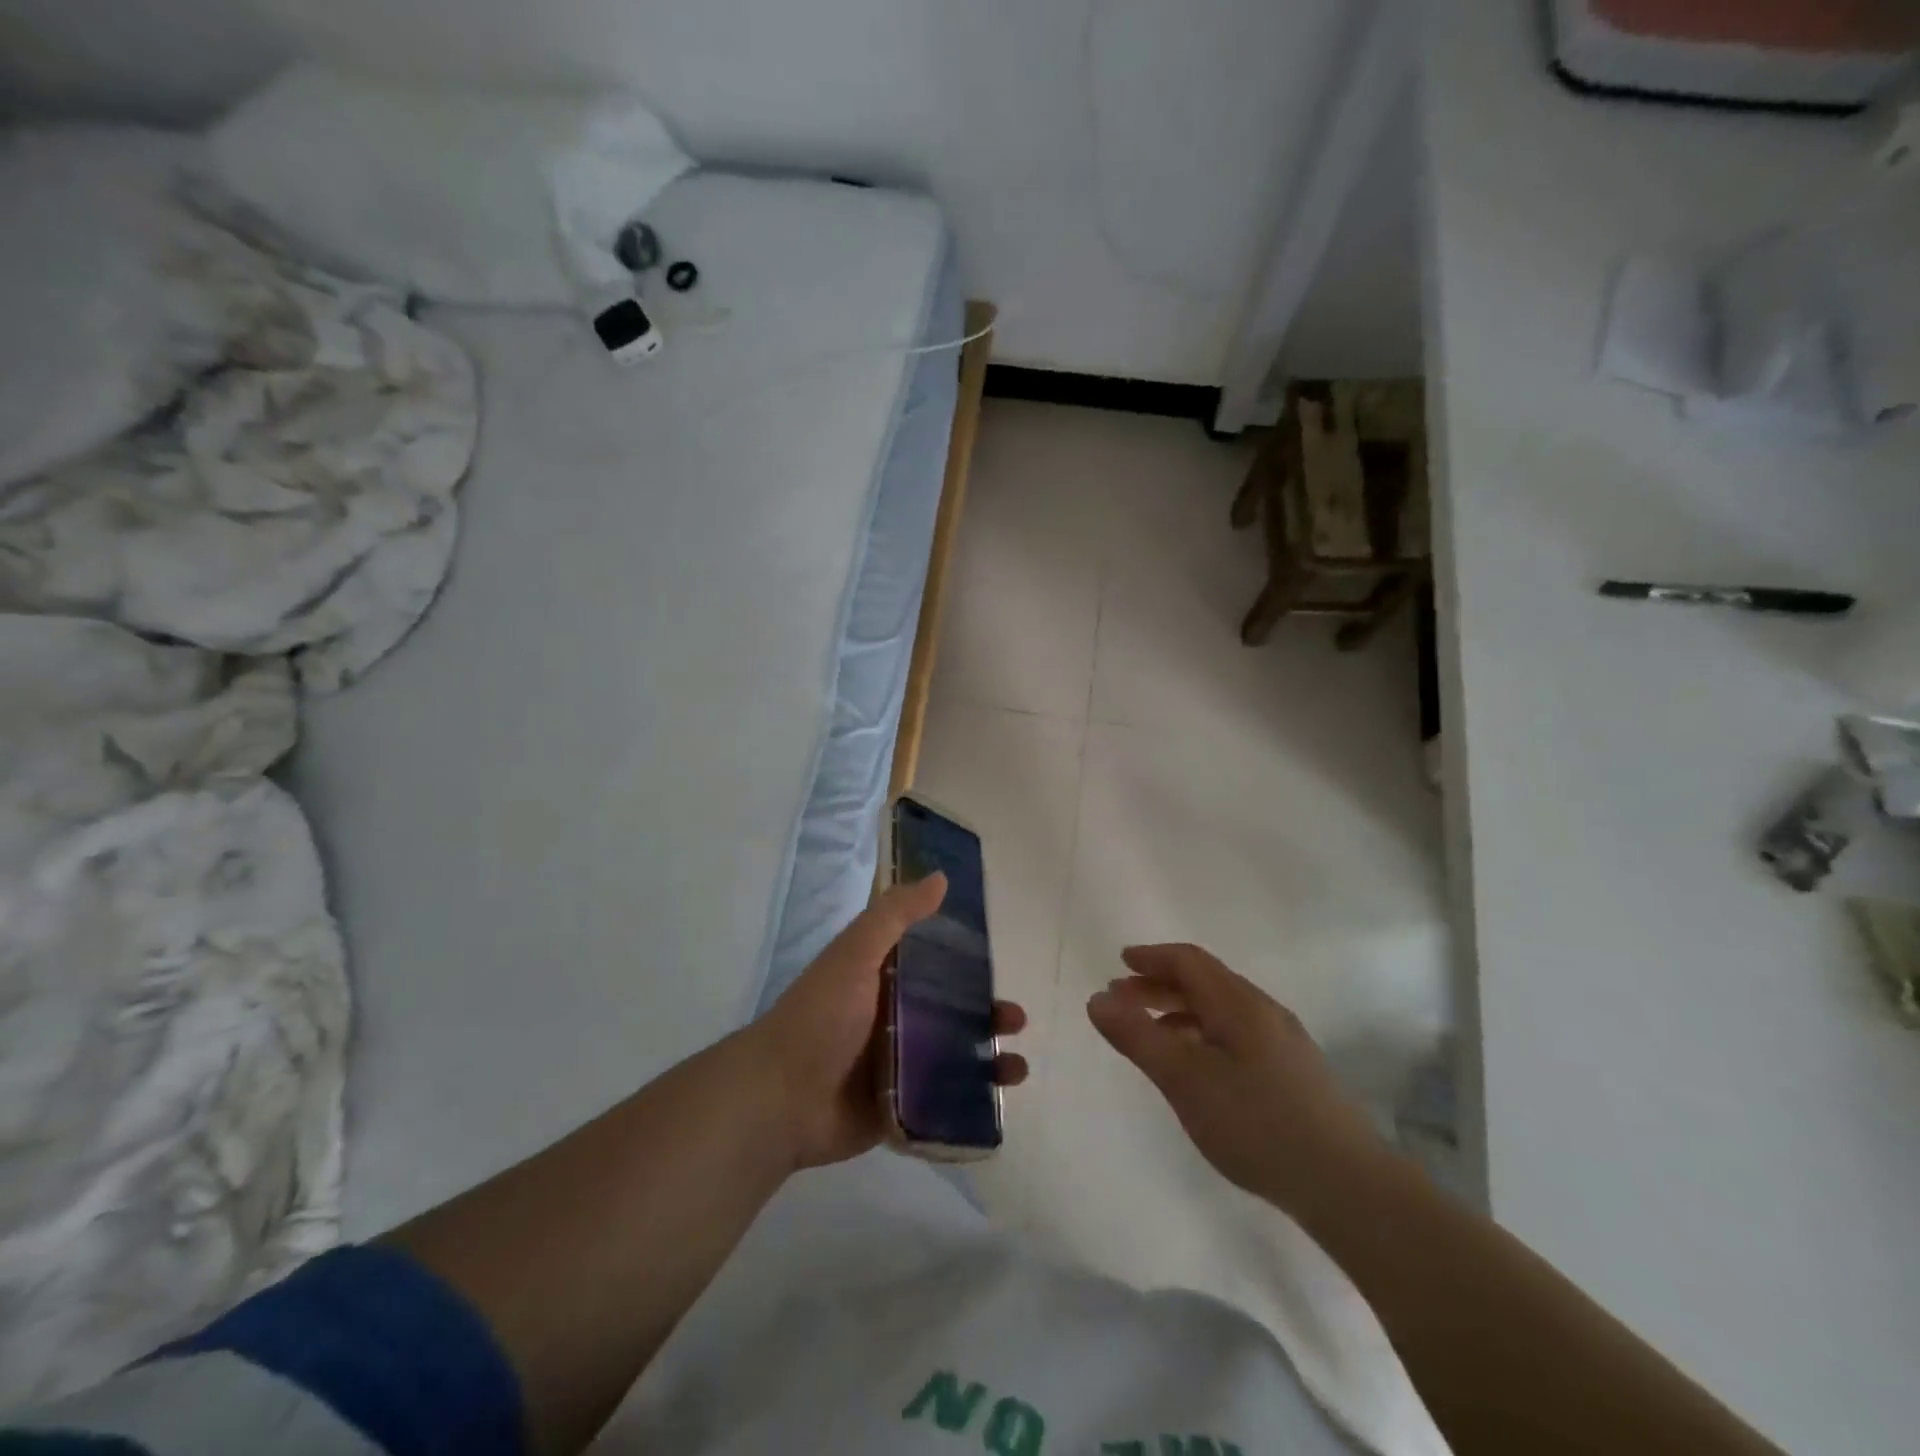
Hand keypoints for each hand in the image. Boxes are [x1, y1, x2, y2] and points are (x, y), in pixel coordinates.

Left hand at [750, 872, 1028, 1171]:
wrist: (780, 1098)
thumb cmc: (820, 1016)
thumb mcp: (855, 954)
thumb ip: (895, 916)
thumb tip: (941, 877)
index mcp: (882, 979)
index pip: (933, 962)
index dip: (967, 960)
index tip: (999, 959)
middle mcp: (892, 1018)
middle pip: (951, 1012)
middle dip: (987, 1014)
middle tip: (1015, 1019)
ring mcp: (896, 1066)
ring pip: (953, 1057)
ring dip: (988, 1059)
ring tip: (1016, 1065)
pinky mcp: (899, 1107)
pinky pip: (943, 1101)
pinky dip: (972, 1100)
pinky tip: (1000, 1099)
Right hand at [1086, 943, 1385, 1215]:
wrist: (1349, 1187)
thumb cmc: (1257, 1124)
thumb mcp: (1184, 1079)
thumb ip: (1138, 1037)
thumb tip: (1097, 999)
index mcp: (1238, 1003)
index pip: (1189, 961)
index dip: (1152, 957)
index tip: (1120, 962)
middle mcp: (1263, 1012)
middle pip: (1205, 982)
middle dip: (1160, 985)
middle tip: (1123, 999)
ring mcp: (1284, 1043)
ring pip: (1221, 1011)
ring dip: (1180, 1012)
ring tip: (1151, 1035)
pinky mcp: (1294, 1074)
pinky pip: (1236, 1035)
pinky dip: (1203, 1036)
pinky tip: (1196, 1069)